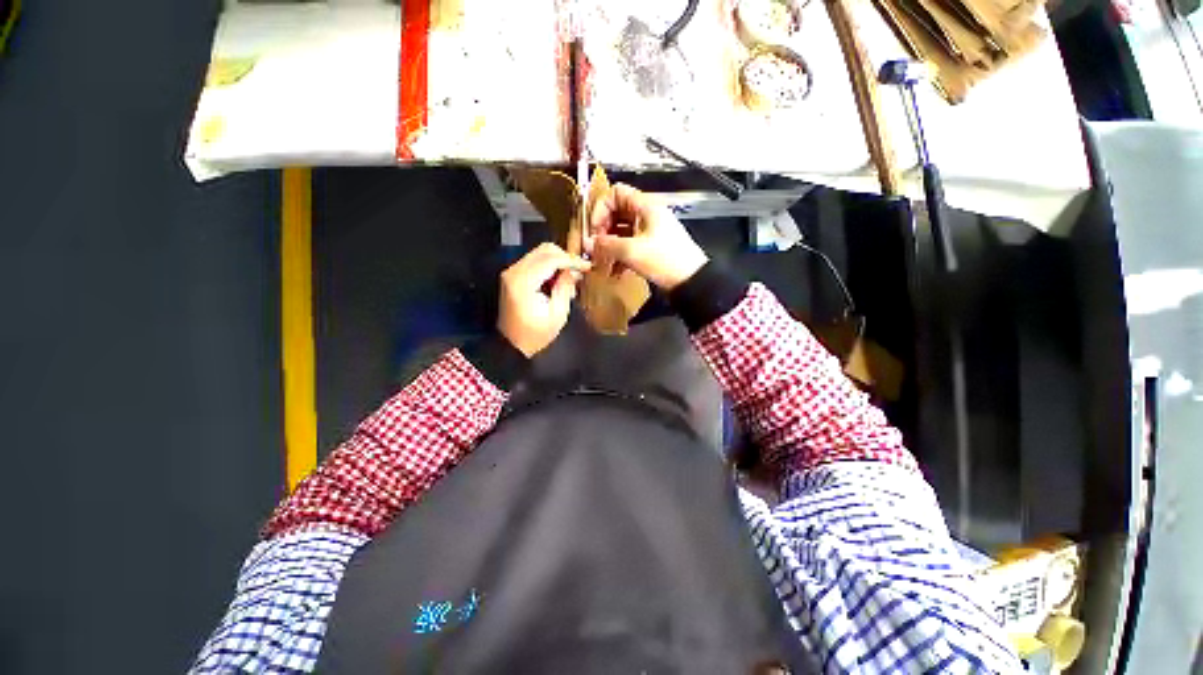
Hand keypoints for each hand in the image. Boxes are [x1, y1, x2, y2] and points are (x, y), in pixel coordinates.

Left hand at [497, 243, 590, 356]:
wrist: (511, 344)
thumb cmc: (535, 334)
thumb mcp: (557, 314)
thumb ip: (565, 288)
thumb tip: (573, 271)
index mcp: (524, 282)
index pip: (551, 259)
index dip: (571, 260)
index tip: (586, 267)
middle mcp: (514, 272)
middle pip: (544, 250)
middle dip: (565, 258)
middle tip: (578, 271)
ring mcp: (511, 272)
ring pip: (539, 253)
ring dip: (557, 262)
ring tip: (568, 279)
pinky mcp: (513, 275)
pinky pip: (534, 261)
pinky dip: (548, 266)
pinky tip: (557, 280)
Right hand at [589, 183, 707, 290]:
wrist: (690, 281)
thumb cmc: (665, 260)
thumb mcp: (632, 251)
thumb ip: (607, 244)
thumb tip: (589, 243)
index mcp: (645, 206)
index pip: (615, 193)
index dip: (601, 208)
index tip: (594, 229)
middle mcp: (646, 215)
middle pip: (616, 213)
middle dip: (602, 230)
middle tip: (595, 247)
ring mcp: (649, 232)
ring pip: (621, 231)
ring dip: (609, 246)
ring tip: (602, 261)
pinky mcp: (650, 248)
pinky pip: (628, 246)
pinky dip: (619, 256)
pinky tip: (614, 271)